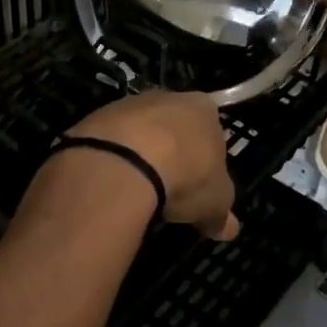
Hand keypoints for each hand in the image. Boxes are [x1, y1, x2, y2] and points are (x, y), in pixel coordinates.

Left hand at [66, 91, 239, 239]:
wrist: (124, 160)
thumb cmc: (185, 175)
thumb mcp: (214, 203)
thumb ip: (222, 214)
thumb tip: (229, 229)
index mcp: (205, 109)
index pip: (212, 132)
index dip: (207, 161)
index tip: (200, 186)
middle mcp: (168, 97)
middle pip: (174, 128)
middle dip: (172, 154)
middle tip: (169, 189)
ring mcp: (128, 104)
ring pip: (139, 132)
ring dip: (139, 155)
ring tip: (137, 191)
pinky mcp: (96, 117)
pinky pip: (110, 142)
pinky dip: (112, 160)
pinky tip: (112, 184)